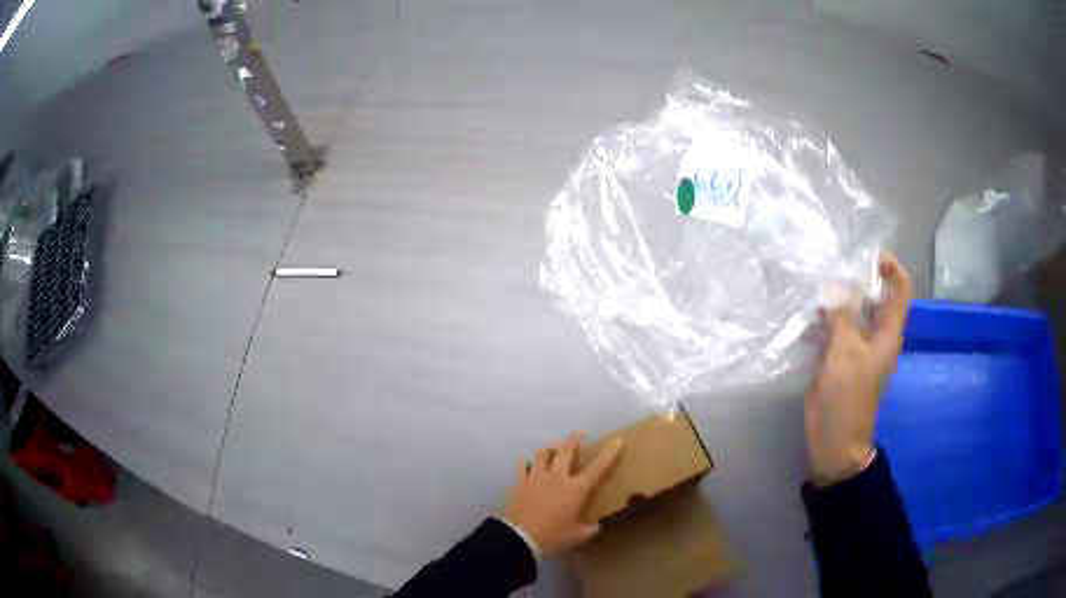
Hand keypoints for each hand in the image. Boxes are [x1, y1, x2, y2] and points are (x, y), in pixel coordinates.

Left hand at [502, 433, 623, 556]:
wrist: (519, 538)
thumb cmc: (552, 536)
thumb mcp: (577, 536)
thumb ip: (589, 530)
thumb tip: (597, 527)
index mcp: (576, 489)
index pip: (597, 467)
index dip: (609, 453)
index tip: (617, 441)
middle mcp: (557, 477)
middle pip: (566, 450)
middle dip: (574, 439)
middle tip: (580, 434)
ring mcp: (536, 477)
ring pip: (543, 453)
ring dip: (550, 448)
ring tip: (553, 449)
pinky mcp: (520, 482)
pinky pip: (523, 466)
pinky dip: (527, 463)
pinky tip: (528, 464)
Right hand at [805, 253, 911, 486]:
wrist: (834, 440)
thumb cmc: (848, 396)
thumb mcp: (846, 351)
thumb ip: (842, 315)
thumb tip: (834, 286)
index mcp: (888, 332)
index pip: (900, 289)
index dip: (891, 268)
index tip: (869, 255)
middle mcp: (875, 335)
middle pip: (874, 297)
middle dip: (857, 280)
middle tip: (833, 267)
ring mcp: (856, 348)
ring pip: (851, 313)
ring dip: (836, 300)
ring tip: (815, 288)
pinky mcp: (838, 360)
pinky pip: (834, 330)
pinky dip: (823, 321)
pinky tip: (806, 318)